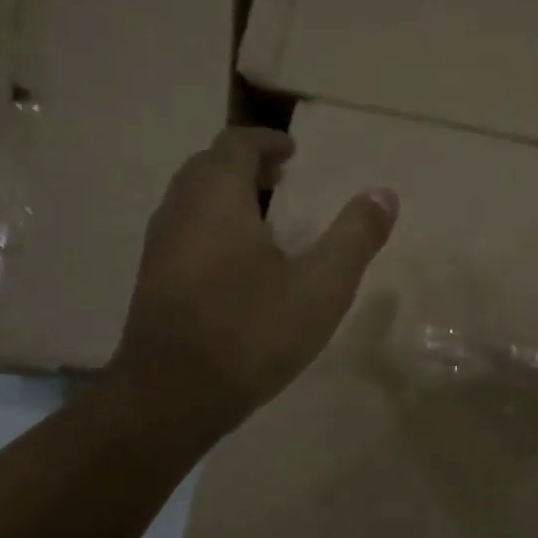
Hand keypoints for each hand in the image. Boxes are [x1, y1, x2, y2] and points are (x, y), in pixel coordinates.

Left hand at [112, 127, 396, 432]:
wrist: (173, 396)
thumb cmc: (251, 332)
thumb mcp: (320, 287)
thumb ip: (355, 237)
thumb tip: (384, 193)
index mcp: (217, 197)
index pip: (236, 143)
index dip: (267, 140)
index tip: (293, 150)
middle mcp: (179, 210)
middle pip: (208, 167)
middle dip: (245, 165)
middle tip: (281, 179)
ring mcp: (158, 247)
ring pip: (192, 202)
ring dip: (227, 197)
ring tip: (265, 220)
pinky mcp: (153, 282)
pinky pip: (185, 234)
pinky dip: (213, 228)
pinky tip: (238, 266)